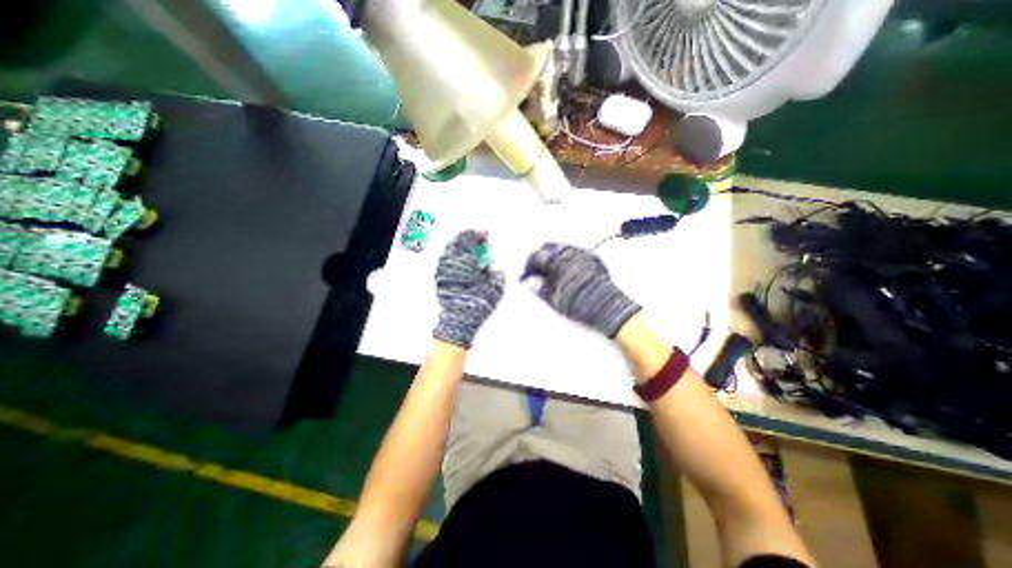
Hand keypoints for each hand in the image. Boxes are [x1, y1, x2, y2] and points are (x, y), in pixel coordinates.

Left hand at [434, 229, 503, 345]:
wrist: (459, 321)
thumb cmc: (479, 303)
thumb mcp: (496, 287)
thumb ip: (497, 273)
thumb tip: (493, 267)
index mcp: (467, 260)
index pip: (471, 239)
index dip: (479, 234)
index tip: (485, 233)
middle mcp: (452, 261)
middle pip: (458, 241)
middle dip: (469, 238)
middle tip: (478, 238)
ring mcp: (442, 269)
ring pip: (450, 249)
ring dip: (460, 246)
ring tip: (469, 247)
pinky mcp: (438, 277)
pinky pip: (445, 260)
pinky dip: (453, 256)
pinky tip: (460, 259)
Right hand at [526, 242, 634, 336]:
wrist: (610, 309)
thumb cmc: (581, 306)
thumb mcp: (556, 300)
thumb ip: (540, 288)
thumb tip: (530, 281)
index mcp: (559, 262)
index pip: (537, 256)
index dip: (529, 265)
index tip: (527, 274)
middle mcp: (571, 253)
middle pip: (549, 247)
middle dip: (540, 257)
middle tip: (537, 271)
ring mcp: (584, 254)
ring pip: (562, 247)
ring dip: (553, 256)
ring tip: (552, 273)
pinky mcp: (594, 258)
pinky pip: (575, 251)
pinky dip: (566, 257)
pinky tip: (566, 271)